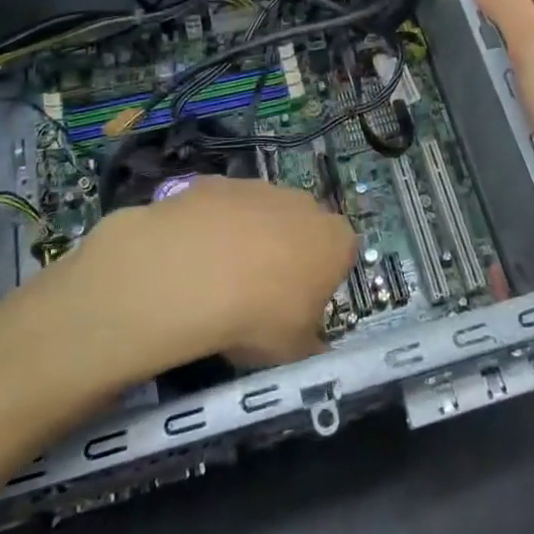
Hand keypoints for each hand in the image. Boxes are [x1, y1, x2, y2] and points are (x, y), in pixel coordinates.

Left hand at [69, 177, 356, 368]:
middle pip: (302, 228)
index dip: (322, 280)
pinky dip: (212, 229)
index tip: (301, 306)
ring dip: (247, 239)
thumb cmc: (260, 316)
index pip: (342, 255)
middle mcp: (304, 205)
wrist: (194, 273)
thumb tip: (311, 343)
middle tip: (259, 293)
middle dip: (286, 253)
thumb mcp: (295, 350)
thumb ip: (309, 342)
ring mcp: (259, 188)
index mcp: (335, 242)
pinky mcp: (218, 183)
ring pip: (261, 214)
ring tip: (218, 280)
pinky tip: (191, 259)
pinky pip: (221, 209)